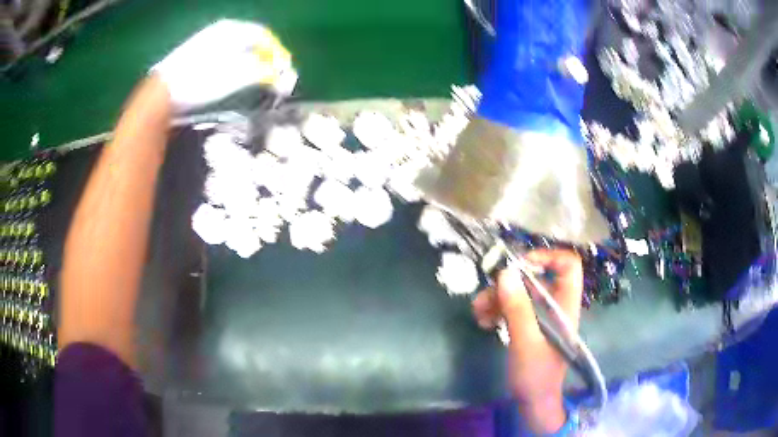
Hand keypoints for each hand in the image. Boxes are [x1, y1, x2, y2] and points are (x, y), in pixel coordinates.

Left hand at [151, 19, 295, 110]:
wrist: (163, 93)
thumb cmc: (201, 81)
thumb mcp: (236, 76)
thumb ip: (263, 72)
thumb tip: (280, 75)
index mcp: (233, 29)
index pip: (265, 36)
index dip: (277, 53)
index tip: (284, 71)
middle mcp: (221, 30)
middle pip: (252, 40)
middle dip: (265, 57)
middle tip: (272, 75)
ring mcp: (207, 40)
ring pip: (238, 47)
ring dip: (251, 61)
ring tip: (255, 77)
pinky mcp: (197, 53)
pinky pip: (225, 53)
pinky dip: (236, 63)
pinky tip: (233, 76)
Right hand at [472, 249, 582, 433]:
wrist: (534, 403)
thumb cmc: (536, 375)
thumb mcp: (525, 341)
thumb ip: (517, 308)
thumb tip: (505, 272)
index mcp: (565, 305)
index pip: (568, 265)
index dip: (547, 257)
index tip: (520, 265)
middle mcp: (555, 306)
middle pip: (536, 278)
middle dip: (509, 283)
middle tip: (486, 294)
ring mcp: (541, 316)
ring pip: (521, 293)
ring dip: (497, 298)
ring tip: (478, 312)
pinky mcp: (529, 326)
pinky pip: (513, 308)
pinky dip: (497, 310)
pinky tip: (483, 321)